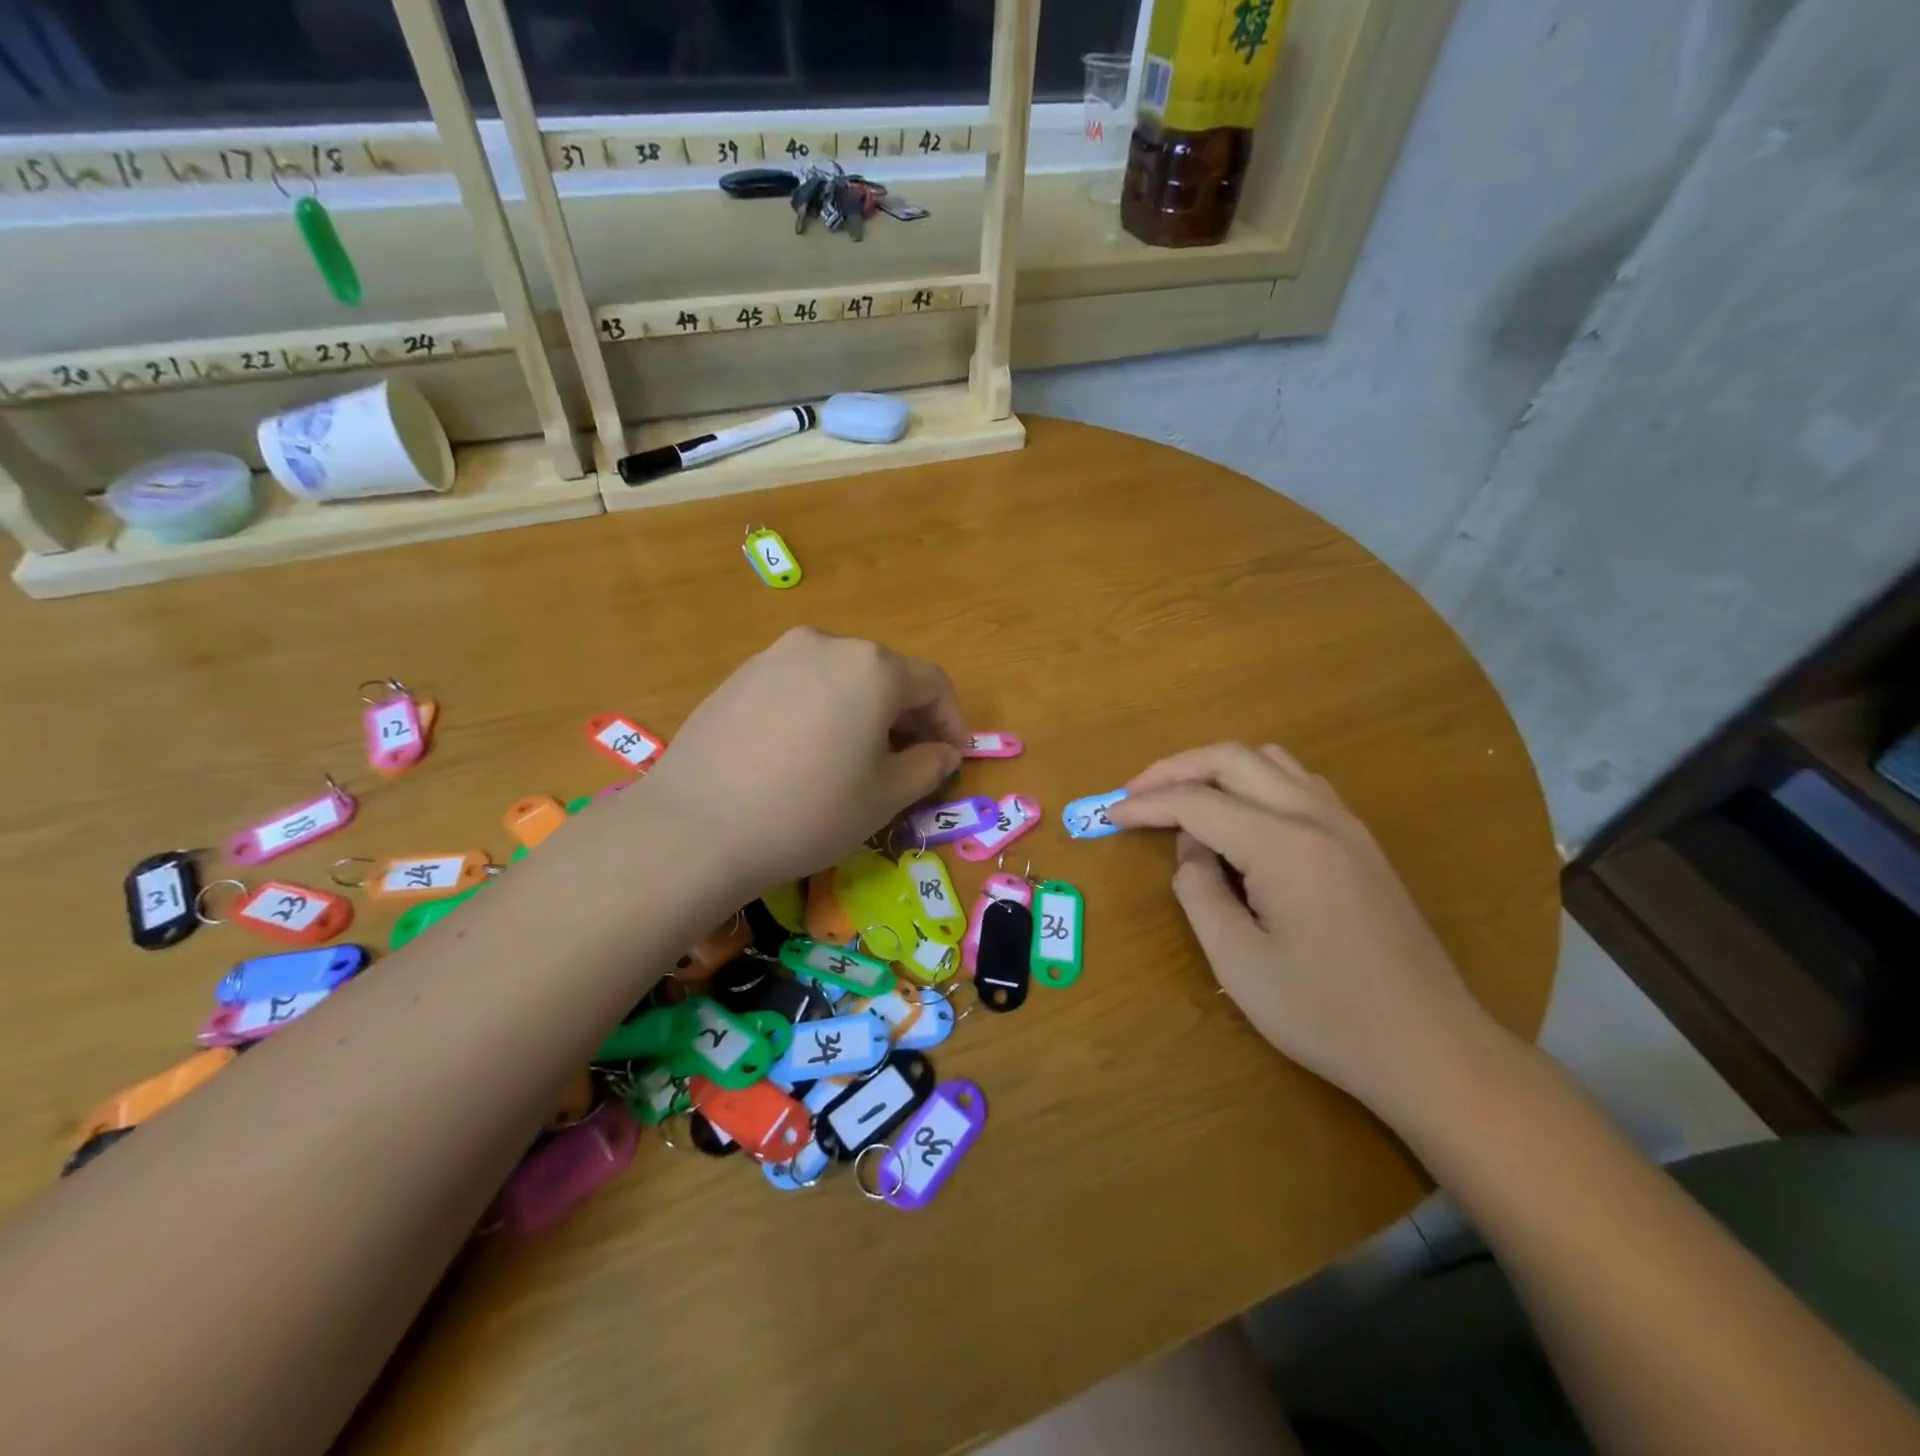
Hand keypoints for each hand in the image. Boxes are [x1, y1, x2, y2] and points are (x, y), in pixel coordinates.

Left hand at [632, 628, 966, 897]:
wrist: (695, 827)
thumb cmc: (809, 811)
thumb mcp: (884, 797)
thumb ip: (926, 767)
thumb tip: (943, 752)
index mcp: (872, 667)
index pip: (932, 684)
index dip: (952, 721)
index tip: (954, 758)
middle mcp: (826, 644)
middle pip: (885, 675)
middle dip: (907, 717)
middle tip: (909, 762)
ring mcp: (775, 656)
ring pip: (840, 678)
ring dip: (863, 712)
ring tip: (856, 758)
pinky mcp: (739, 677)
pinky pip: (799, 686)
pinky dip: (821, 711)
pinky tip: (805, 754)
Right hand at [1107, 743, 1503, 1118]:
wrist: (1431, 1048)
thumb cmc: (1326, 1014)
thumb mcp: (1239, 963)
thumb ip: (1200, 893)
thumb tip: (1192, 851)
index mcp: (1284, 846)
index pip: (1198, 802)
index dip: (1145, 805)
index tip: (1108, 816)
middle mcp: (1317, 817)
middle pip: (1233, 759)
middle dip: (1175, 769)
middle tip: (1135, 795)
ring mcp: (1346, 825)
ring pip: (1270, 761)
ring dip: (1217, 770)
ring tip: (1182, 801)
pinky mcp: (1360, 842)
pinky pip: (1298, 784)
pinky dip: (1255, 784)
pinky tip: (1240, 819)